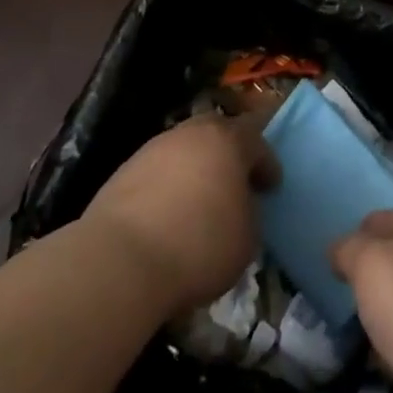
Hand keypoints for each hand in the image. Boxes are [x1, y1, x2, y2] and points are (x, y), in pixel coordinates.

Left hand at [81, 115, 278, 316]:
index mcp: (227, 140)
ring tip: (198, 201)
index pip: (257, 140)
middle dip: (229, 153)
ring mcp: (154, 148)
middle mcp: (191, 133)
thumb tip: (238, 206)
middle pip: (217, 132)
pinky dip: (168, 185)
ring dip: (195, 168)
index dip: (267, 163)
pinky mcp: (124, 170)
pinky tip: (168, 214)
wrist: (122, 260)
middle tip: (235, 181)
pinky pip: (158, 171)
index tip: (271, 187)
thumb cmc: (199, 245)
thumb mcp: (247, 237)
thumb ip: (249, 211)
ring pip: (184, 149)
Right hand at [332, 207, 392, 392]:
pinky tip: (369, 358)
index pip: (382, 218)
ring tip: (342, 324)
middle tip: (332, 290)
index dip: (355, 232)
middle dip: (365, 275)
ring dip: (377, 313)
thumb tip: (340, 251)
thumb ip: (348, 248)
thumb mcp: (368, 260)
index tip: (330, 257)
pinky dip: (389, 349)